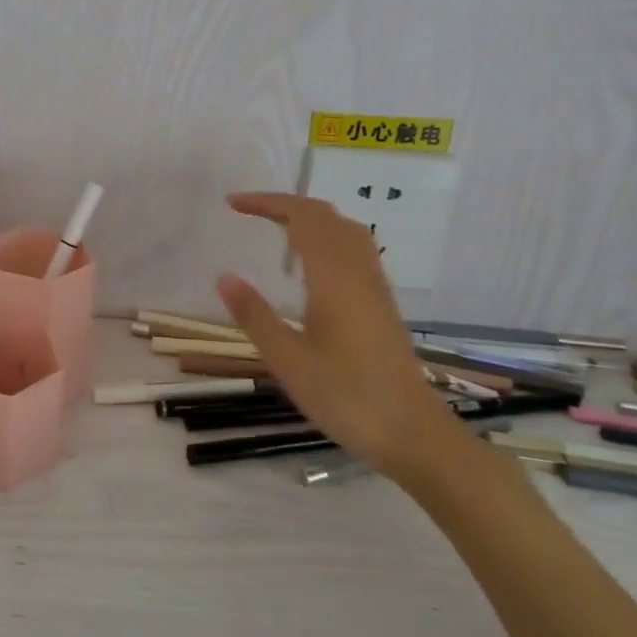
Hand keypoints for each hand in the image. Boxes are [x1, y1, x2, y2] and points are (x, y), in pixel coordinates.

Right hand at [216, 193, 460, 482]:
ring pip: (344, 229)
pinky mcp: (382, 302)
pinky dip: (326, 237)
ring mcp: (374, 286)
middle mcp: (358, 271)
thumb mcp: (288, 361)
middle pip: (325, 216)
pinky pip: (354, 248)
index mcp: (333, 277)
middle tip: (248, 212)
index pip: (301, 217)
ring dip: (309, 218)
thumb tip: (224, 276)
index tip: (233, 204)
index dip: (267, 202)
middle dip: (285, 205)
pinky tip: (310, 265)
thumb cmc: (346, 397)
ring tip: (276, 230)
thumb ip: (255, 316)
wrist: (413, 433)